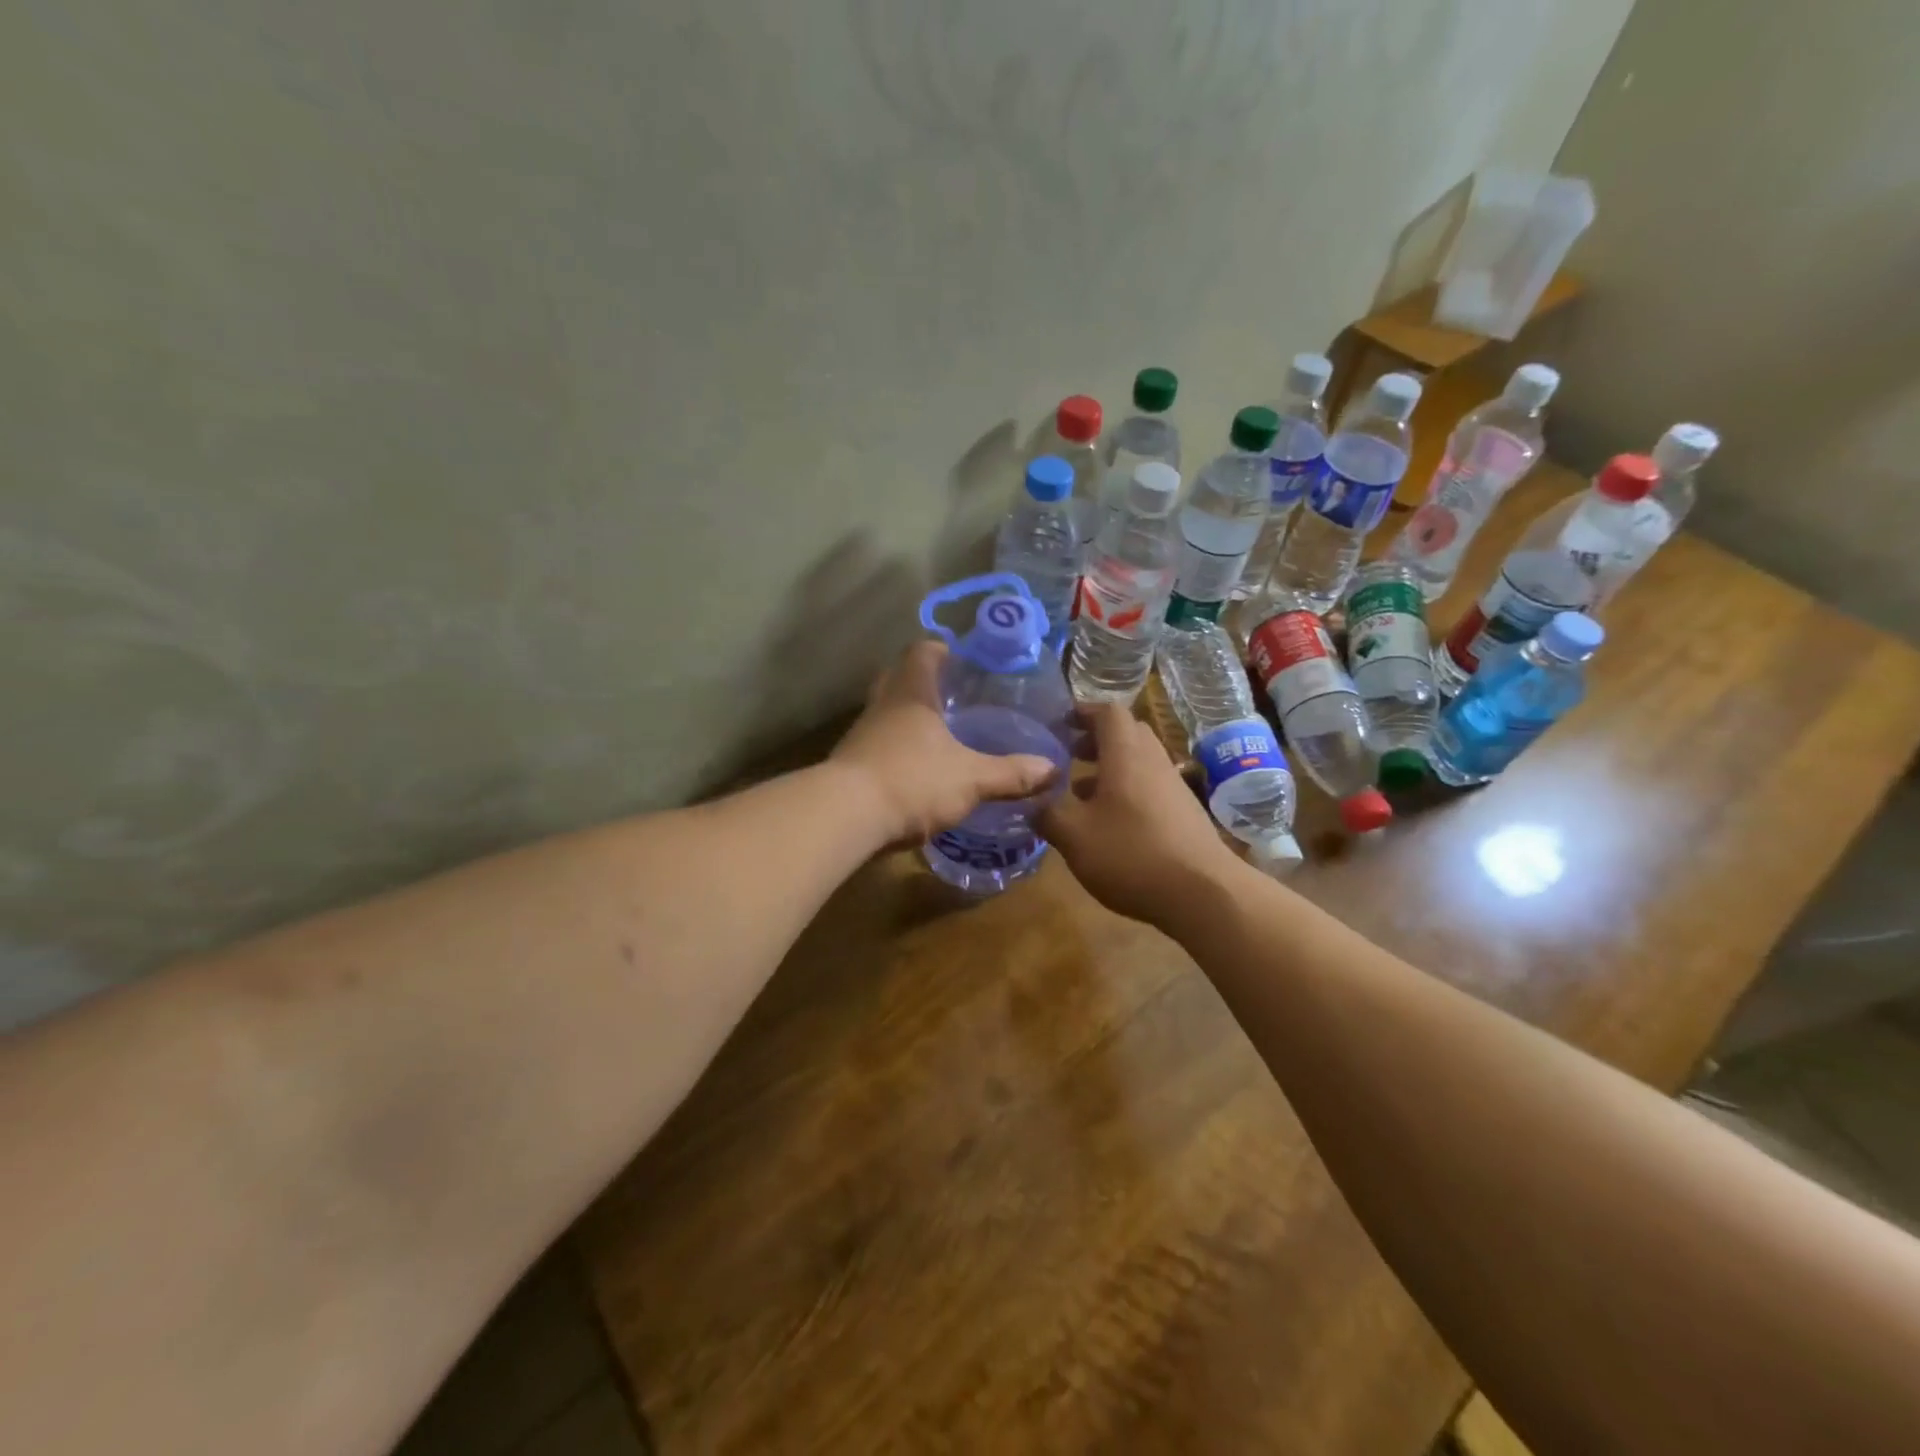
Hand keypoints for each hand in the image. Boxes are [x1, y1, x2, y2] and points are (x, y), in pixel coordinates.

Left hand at [830, 641, 1056, 845]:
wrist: (844, 817)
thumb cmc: (912, 781)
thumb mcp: (970, 779)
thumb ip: (1010, 774)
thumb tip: (1053, 769)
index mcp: (911, 692)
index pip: (922, 651)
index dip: (942, 650)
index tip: (964, 661)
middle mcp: (882, 705)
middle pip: (900, 678)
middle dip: (926, 684)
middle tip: (955, 698)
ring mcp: (861, 734)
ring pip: (887, 713)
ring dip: (910, 719)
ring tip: (942, 735)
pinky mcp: (851, 764)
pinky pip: (879, 746)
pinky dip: (898, 750)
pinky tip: (919, 770)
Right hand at [1039, 704, 1243, 931]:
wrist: (1203, 893)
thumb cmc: (1132, 854)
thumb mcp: (1074, 836)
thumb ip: (1048, 814)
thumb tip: (1033, 803)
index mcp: (1126, 754)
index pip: (1108, 713)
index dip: (1084, 711)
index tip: (1061, 722)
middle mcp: (1153, 761)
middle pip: (1127, 734)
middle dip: (1096, 740)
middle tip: (1070, 754)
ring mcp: (1173, 787)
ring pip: (1139, 762)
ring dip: (1110, 769)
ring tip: (1080, 793)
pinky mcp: (1184, 814)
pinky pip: (1150, 787)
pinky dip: (1126, 792)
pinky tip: (1109, 824)